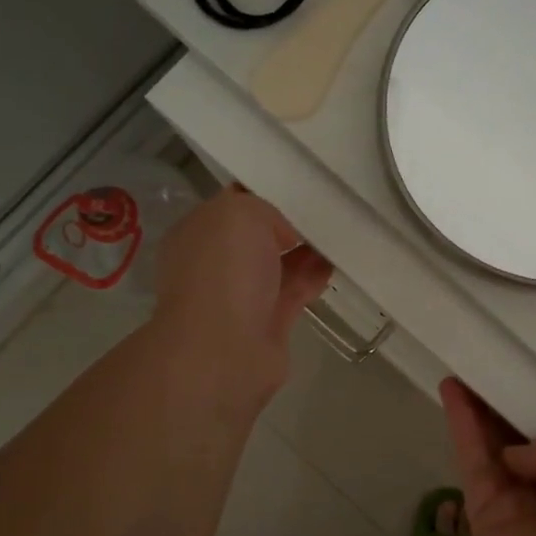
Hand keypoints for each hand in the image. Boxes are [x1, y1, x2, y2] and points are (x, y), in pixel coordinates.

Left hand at [153, 188, 332, 406]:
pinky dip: (314, 276)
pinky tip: (337, 261)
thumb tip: (282, 233)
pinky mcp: (267, 322)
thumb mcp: (240, 213)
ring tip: (338, 231)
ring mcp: (240, 295)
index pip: (230, 204)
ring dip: (305, 250)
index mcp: (197, 233)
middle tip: (323, 205)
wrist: (224, 350)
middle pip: (255, 236)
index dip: (261, 193)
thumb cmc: (224, 271)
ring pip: (277, 264)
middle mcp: (214, 263)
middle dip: (286, 223)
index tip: (296, 185)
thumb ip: (262, 209)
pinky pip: (294, 290)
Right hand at [440, 380, 535, 535]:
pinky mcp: (484, 514)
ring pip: (487, 443)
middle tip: (479, 363)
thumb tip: (515, 457)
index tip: (513, 372)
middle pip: (512, 434)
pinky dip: (461, 425)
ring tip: (459, 366)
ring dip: (473, 406)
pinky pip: (471, 461)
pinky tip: (452, 391)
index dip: (530, 404)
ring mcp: (512, 500)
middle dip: (497, 401)